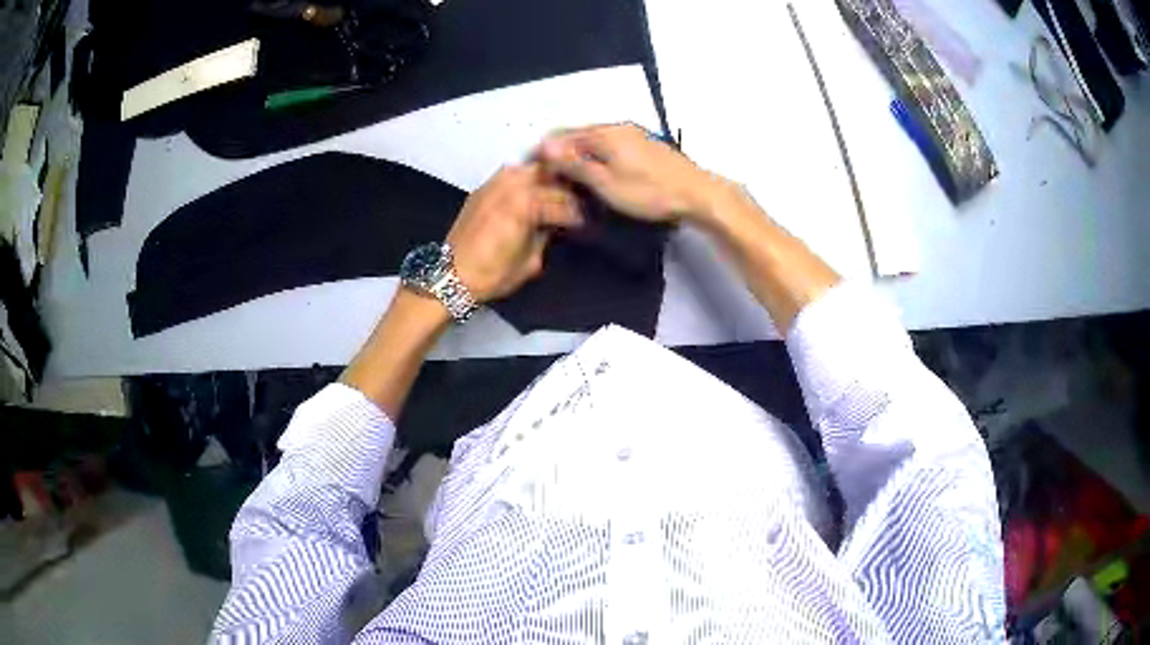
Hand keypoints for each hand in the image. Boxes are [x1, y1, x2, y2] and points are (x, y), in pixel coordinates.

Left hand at [447, 164, 581, 302]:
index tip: (585, 222)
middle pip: (548, 176)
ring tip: (555, 190)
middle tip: (574, 201)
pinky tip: (530, 190)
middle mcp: (511, 187)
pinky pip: (508, 174)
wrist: (451, 275)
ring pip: (528, 168)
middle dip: (563, 188)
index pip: (562, 203)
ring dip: (544, 177)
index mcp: (526, 206)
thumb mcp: (530, 262)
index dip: (577, 214)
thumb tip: (553, 225)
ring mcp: (493, 184)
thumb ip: (545, 236)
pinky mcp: (481, 189)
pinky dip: (523, 178)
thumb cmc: (492, 274)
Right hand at [537, 123, 725, 224]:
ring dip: (577, 156)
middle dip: (559, 154)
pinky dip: (595, 157)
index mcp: (604, 133)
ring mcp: (632, 133)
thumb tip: (544, 146)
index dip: (544, 153)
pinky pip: (608, 145)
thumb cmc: (649, 192)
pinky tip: (595, 173)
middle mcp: (616, 127)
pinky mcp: (643, 144)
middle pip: (577, 136)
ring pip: (594, 140)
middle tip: (549, 180)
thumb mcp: (606, 183)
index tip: (533, 173)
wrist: (698, 193)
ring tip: (569, 179)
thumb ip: (575, 164)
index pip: (561, 136)